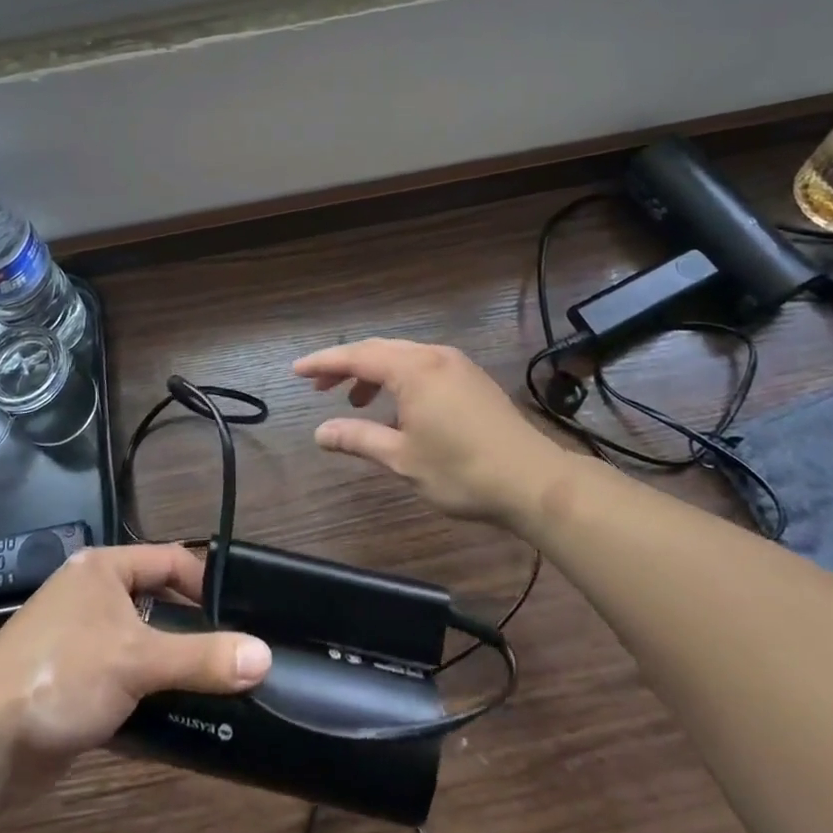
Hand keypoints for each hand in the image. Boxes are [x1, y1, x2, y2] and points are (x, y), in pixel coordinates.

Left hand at [0, 544, 269, 788]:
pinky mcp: (70, 677)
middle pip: (156, 600)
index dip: (205, 582)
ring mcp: (77, 636)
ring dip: (168, 661)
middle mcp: (90, 592)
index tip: (238, 614)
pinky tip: (172, 711)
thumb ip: (202, 658)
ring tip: (211, 682)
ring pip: (139, 640)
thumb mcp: (138, 661)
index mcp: (103, 568)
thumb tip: (264, 656)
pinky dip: (145, 687)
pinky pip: (120, 672)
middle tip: (231, 651)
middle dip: (190, 626)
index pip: (169, 560)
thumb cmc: (63, 674)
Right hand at [294, 338, 560, 526]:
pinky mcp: (471, 378)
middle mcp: (433, 356)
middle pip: (379, 350)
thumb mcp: (402, 458)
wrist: (534, 481)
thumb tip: (320, 433)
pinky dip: (399, 380)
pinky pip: (423, 366)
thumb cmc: (462, 471)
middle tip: (320, 388)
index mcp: (413, 369)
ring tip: (355, 402)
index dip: (324, 363)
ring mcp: (456, 364)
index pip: (357, 357)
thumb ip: (358, 439)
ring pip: (402, 357)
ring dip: (374, 374)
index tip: (297, 370)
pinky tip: (396, 408)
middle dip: (346, 367)